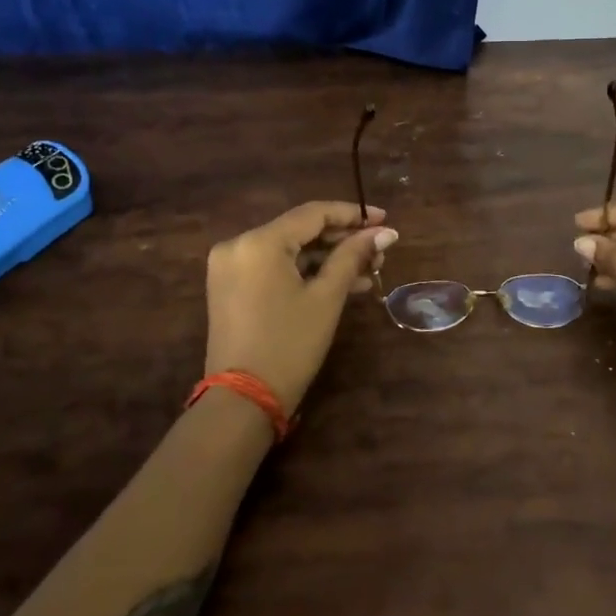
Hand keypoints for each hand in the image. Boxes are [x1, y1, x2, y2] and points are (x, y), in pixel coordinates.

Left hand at [205, 202, 396, 414]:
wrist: (243, 401)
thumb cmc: (289, 345)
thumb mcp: (327, 297)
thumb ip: (353, 256)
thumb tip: (385, 232)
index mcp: (259, 241)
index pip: (313, 213)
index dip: (352, 214)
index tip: (385, 220)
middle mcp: (239, 245)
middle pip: (300, 230)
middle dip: (343, 240)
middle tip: (380, 251)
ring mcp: (231, 267)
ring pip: (289, 250)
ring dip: (328, 258)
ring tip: (368, 270)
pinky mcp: (231, 287)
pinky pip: (275, 268)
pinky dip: (305, 272)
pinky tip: (342, 283)